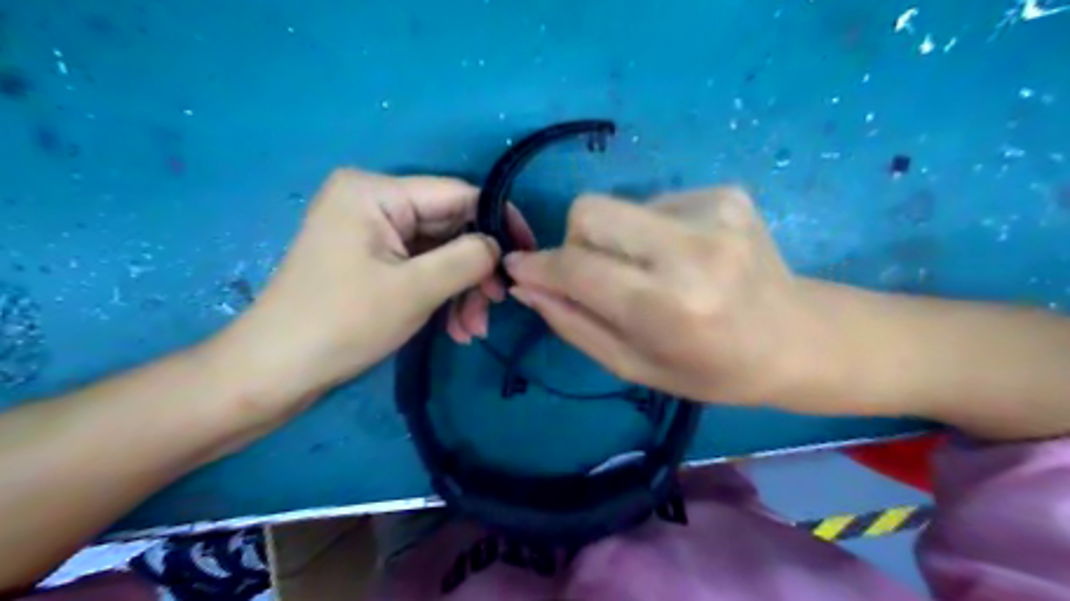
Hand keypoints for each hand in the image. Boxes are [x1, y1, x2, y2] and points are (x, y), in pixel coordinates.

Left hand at [211, 167, 534, 422]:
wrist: (275, 371)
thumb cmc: (342, 323)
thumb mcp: (415, 289)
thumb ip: (468, 258)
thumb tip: (499, 246)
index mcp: (376, 192)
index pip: (458, 194)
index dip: (498, 223)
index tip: (525, 255)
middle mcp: (373, 202)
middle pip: (449, 227)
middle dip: (475, 271)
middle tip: (494, 307)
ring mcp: (371, 232)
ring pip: (439, 253)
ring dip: (461, 290)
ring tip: (470, 330)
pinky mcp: (370, 259)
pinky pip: (420, 268)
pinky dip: (440, 296)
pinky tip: (453, 328)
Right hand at [503, 191, 834, 410]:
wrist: (797, 338)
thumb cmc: (712, 369)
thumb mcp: (635, 365)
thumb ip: (573, 324)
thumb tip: (525, 285)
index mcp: (668, 306)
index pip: (577, 267)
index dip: (539, 266)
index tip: (519, 268)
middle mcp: (691, 249)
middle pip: (589, 211)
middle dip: (575, 242)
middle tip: (597, 274)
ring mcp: (714, 211)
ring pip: (618, 206)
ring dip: (618, 240)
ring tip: (654, 273)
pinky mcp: (726, 193)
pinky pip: (654, 202)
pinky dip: (651, 230)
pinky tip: (683, 257)